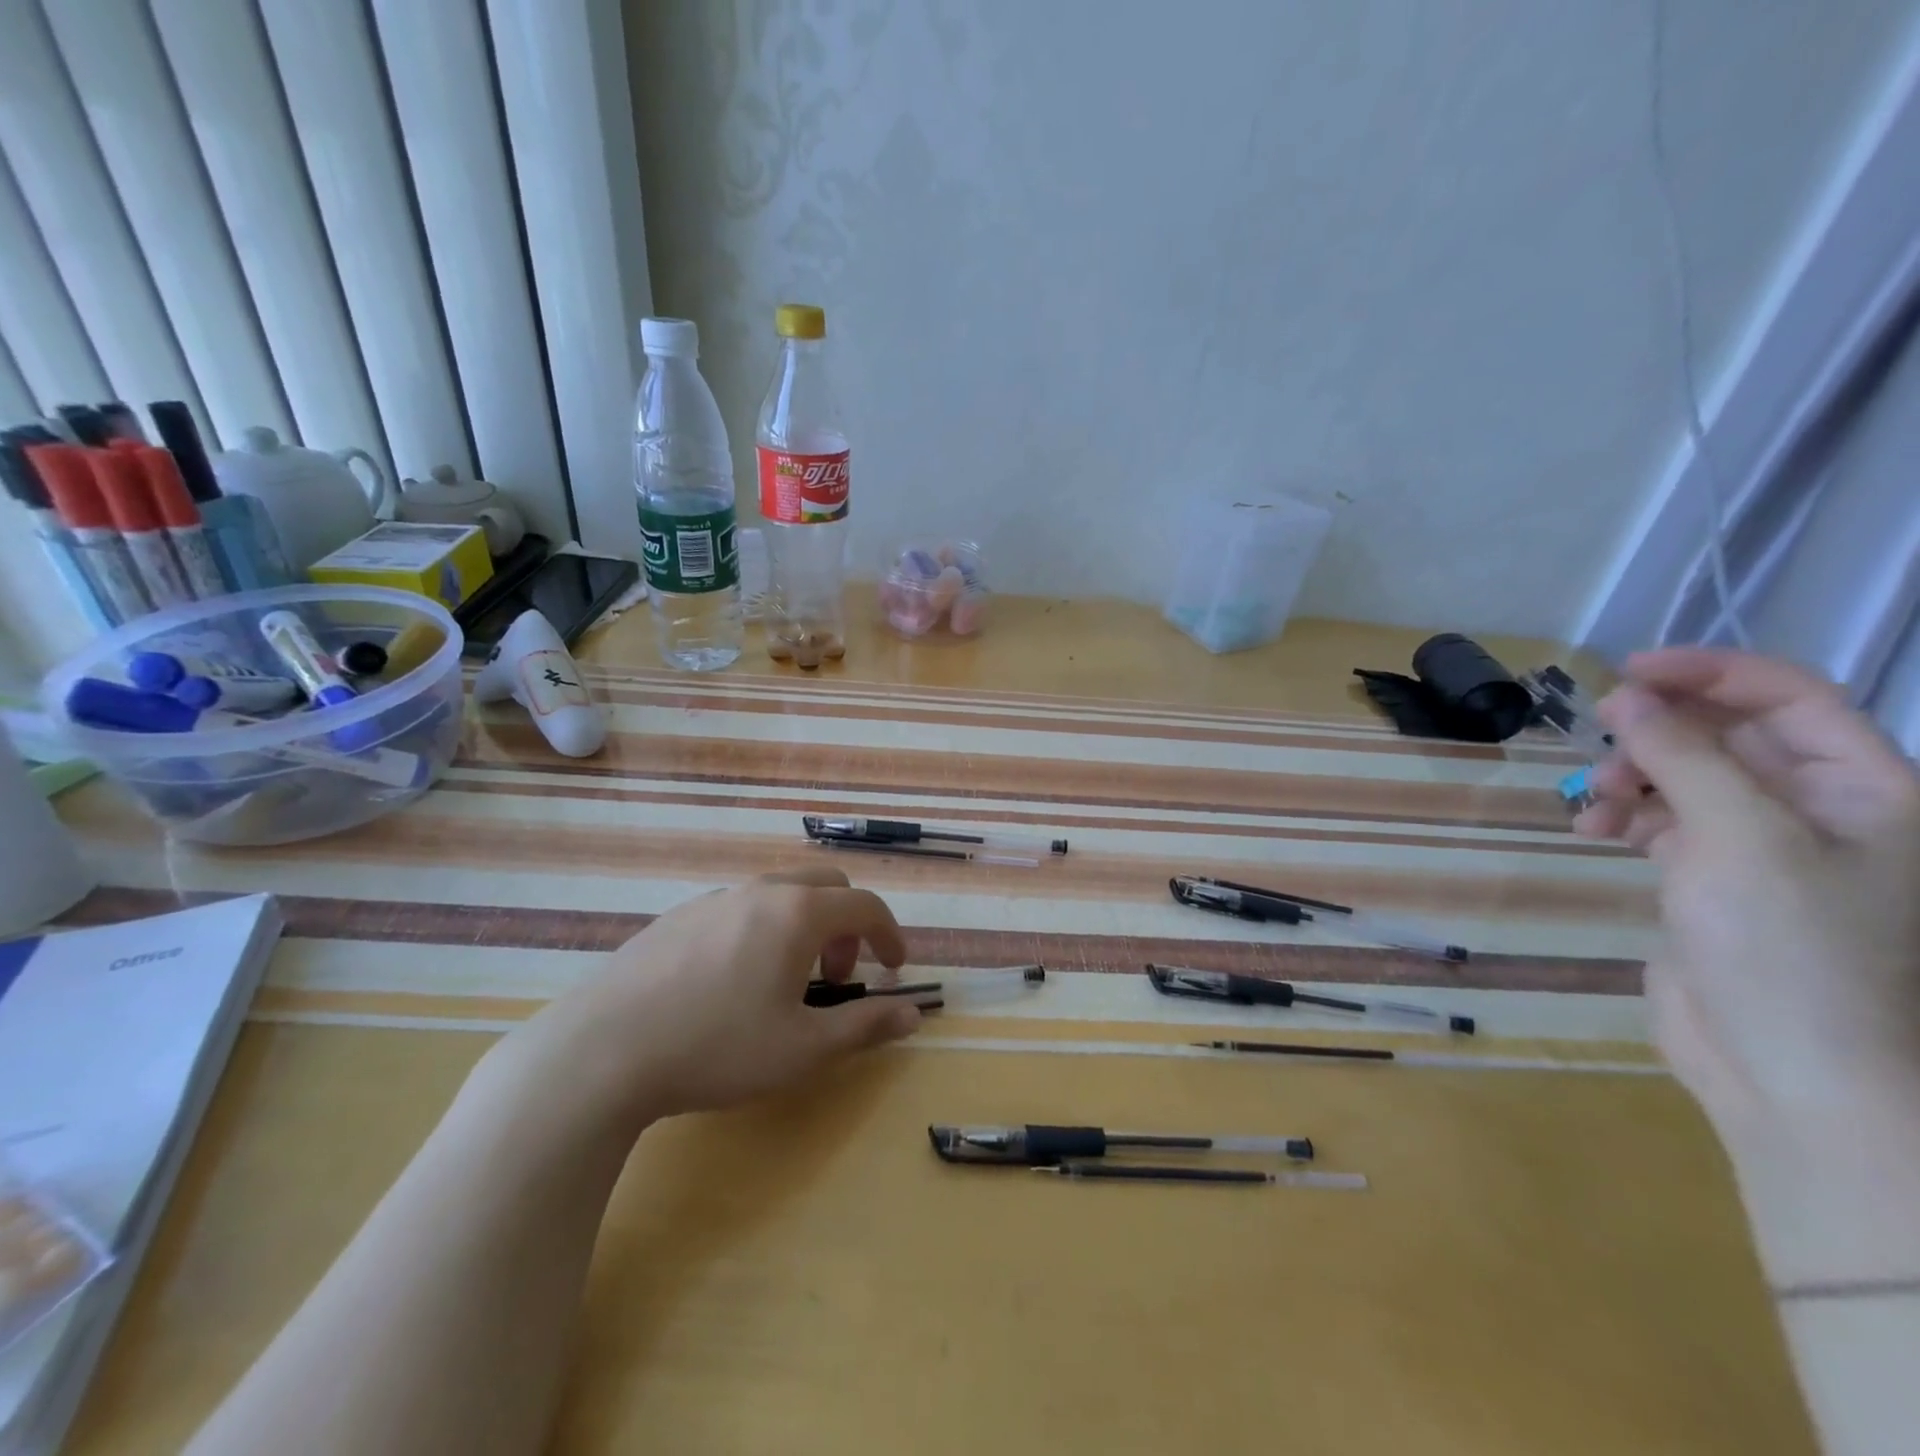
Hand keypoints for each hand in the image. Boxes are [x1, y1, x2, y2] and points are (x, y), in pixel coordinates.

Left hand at [488, 868, 919, 1132]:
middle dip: (848, 924)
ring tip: (787, 982)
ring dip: (804, 926)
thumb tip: (913, 1016)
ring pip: (780, 893)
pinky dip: (762, 929)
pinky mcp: (677, 917)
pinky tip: (733, 982)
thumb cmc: (718, 1048)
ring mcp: (713, 900)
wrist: (603, 1052)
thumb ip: (865, 1026)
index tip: (895, 968)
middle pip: (826, 885)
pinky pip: (739, 908)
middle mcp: (760, 892)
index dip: (890, 934)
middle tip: (840, 974)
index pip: (865, 905)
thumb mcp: (803, 1049)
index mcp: (798, 913)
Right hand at [1573, 649, 1919, 1283]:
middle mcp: (1820, 811)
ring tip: (1595, 809)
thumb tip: (1625, 695)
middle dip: (1657, 735)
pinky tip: (1596, 833)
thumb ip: (1682, 757)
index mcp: (1866, 792)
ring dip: (1632, 779)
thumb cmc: (1792, 948)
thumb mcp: (1738, 837)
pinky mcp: (1714, 881)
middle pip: (1729, 736)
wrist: (1791, 1071)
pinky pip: (1665, 822)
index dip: (1709, 673)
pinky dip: (1626, 817)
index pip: (1789, 698)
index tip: (1625, 673)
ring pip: (1686, 778)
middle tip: (1600, 745)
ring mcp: (1765, 849)